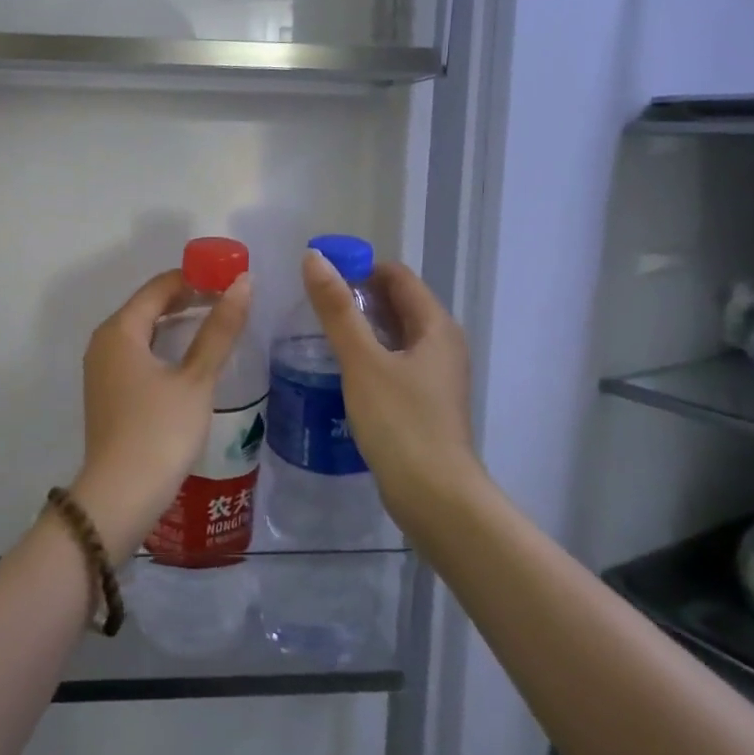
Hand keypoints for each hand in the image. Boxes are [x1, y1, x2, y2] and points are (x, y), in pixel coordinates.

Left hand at [71, 269, 251, 558]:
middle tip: (230, 298)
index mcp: (120, 330)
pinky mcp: (108, 393)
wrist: (120, 496)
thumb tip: (243, 283)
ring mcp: (102, 370)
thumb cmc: (160, 431)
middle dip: (188, 298)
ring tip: (218, 323)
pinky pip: (138, 354)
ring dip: (178, 323)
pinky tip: (192, 359)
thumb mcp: (196, 378)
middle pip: (148, 306)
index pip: (160, 286)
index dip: (196, 277)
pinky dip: (165, 347)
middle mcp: (104, 342)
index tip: (231, 277)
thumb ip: (219, 330)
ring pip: (143, 331)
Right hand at [300, 251, 478, 526]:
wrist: (434, 497)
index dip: (360, 268)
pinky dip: (368, 355)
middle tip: (312, 304)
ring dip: (361, 327)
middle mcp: (441, 344)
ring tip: (318, 332)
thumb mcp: (362, 361)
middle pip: (397, 303)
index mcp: (435, 326)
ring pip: (394, 335)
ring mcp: (435, 375)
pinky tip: (339, 369)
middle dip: (357, 297)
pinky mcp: (424, 402)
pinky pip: (393, 362)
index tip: (320, 276)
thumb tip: (314, 258)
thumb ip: (337, 310)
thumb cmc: (400, 422)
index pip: (397, 276)